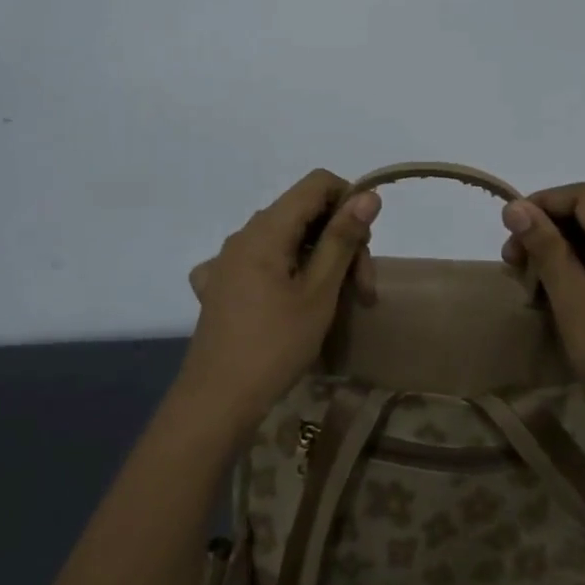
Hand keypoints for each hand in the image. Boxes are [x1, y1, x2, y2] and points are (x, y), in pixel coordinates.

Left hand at [179, 170, 380, 436]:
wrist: (216, 401)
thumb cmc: (275, 345)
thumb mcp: (319, 292)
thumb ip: (342, 238)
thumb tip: (367, 195)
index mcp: (266, 229)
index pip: (317, 183)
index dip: (349, 201)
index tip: (365, 245)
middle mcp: (243, 234)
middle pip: (303, 213)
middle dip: (339, 241)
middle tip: (361, 290)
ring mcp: (226, 260)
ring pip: (284, 239)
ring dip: (318, 260)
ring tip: (336, 303)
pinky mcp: (219, 285)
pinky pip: (261, 262)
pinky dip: (285, 272)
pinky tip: (287, 302)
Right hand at [499, 182, 584, 455]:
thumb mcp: (574, 303)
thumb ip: (546, 249)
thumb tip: (516, 206)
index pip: (582, 196)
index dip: (541, 204)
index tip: (509, 233)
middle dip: (547, 230)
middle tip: (514, 265)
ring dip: (561, 253)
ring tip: (532, 286)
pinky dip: (582, 270)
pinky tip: (562, 299)